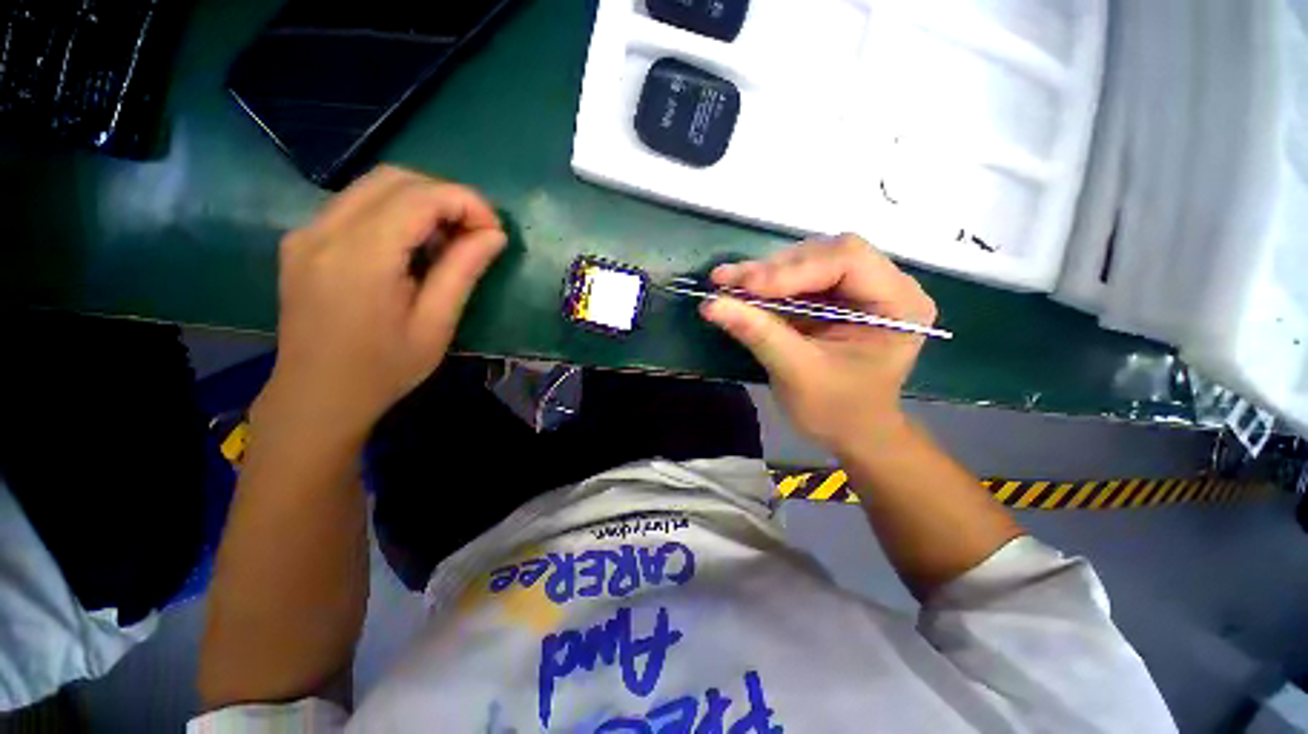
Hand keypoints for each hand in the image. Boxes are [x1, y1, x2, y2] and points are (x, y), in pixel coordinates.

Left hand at [258, 166, 506, 444]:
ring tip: (449, 239)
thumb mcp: (436, 324)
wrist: (317, 396)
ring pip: (373, 186)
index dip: (466, 201)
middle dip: (445, 195)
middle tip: (475, 232)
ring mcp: (307, 232)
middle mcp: (325, 231)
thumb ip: (463, 271)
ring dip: (421, 201)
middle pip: (393, 178)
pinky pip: (356, 205)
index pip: (419, 197)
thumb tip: (495, 235)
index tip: (494, 230)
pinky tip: (413, 246)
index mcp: (361, 257)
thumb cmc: (384, 369)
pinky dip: (395, 212)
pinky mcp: (303, 241)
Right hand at [700, 235, 935, 451]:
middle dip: (773, 270)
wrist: (849, 432)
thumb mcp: (797, 373)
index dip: (793, 268)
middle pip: (824, 254)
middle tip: (727, 281)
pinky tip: (739, 291)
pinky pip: (796, 280)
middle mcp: (884, 284)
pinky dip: (765, 286)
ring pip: (806, 262)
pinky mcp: (833, 297)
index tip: (746, 287)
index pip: (847, 260)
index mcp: (898, 302)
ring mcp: (857, 288)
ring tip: (726, 284)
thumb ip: (758, 333)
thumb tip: (711, 304)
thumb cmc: (836, 410)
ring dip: (763, 274)